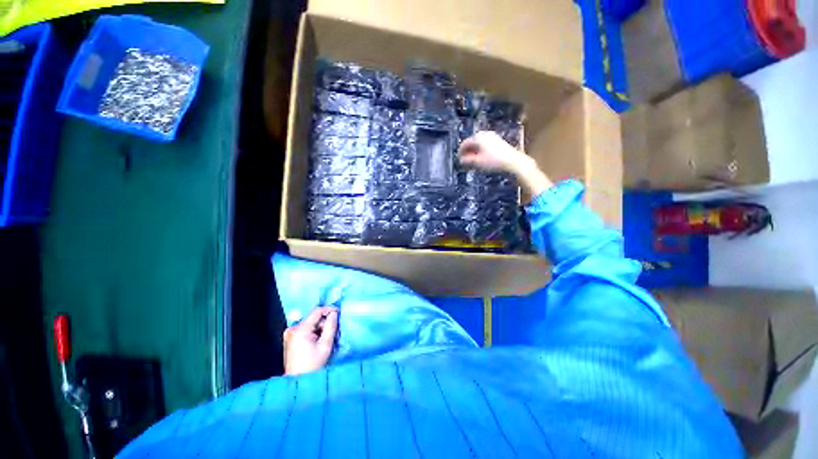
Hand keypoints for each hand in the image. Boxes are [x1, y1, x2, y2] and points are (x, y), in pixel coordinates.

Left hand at [283, 307, 337, 374]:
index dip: (329, 309)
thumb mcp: (325, 345)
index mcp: (300, 330)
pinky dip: (313, 332)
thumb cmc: (313, 365)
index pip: (316, 311)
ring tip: (324, 339)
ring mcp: (289, 334)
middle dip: (324, 322)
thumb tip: (334, 314)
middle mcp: (292, 329)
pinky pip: (305, 329)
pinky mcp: (289, 339)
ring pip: (310, 323)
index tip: (338, 312)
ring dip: (319, 327)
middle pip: (313, 318)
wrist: (298, 381)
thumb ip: (331, 326)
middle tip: (332, 331)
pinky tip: (317, 341)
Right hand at [458, 131, 532, 174]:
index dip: (460, 152)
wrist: (513, 161)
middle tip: (465, 161)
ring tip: (472, 161)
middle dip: (467, 152)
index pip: (464, 143)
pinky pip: (485, 145)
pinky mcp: (498, 141)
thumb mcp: (477, 162)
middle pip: (472, 142)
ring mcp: (492, 136)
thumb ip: (467, 160)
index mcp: (478, 137)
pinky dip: (481, 151)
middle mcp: (484, 134)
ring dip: (474, 152)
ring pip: (479, 144)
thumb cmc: (493, 161)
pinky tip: (481, 158)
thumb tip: (461, 160)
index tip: (458, 160)